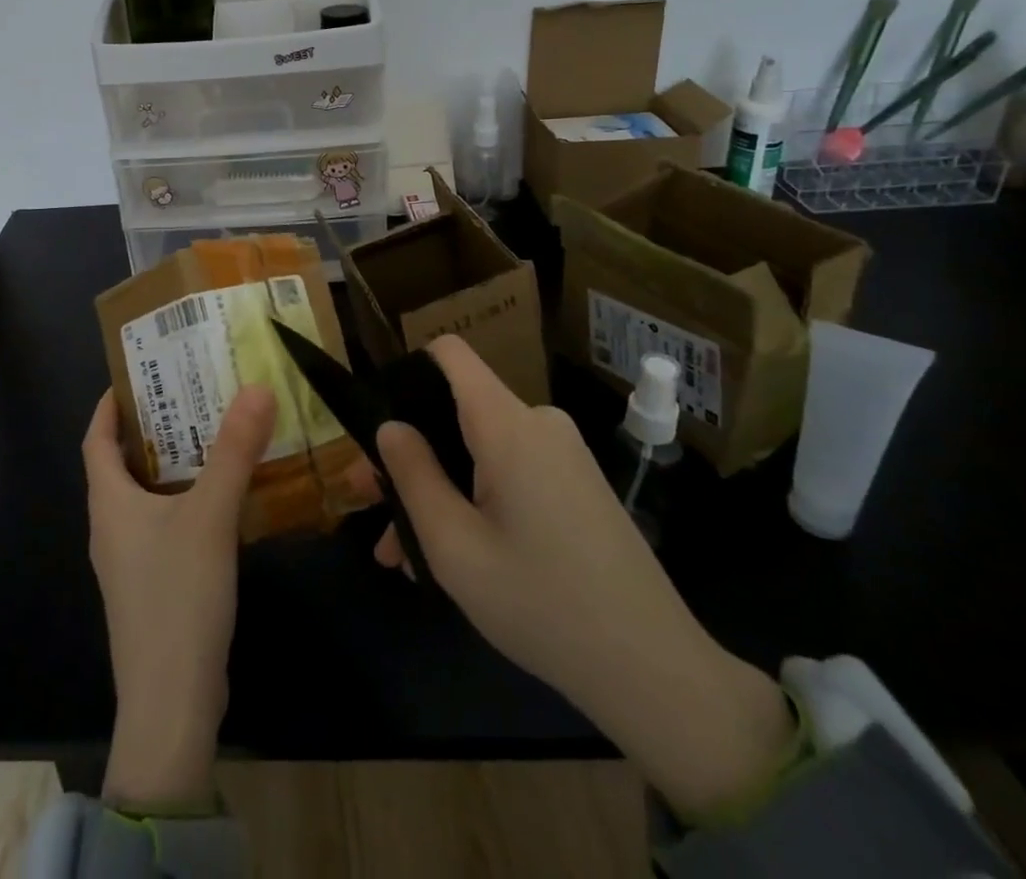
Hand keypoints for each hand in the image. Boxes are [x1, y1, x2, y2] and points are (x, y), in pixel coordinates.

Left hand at [82, 383, 275, 811]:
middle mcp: (111, 528)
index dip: (109, 406)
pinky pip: (162, 526)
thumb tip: (257, 388)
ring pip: (145, 497)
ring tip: (210, 436)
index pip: (96, 440)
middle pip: (121, 465)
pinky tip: (220, 500)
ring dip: (171, 465)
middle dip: (150, 429)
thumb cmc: (178, 596)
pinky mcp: (152, 587)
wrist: (172, 704)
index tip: (136, 375)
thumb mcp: (210, 515)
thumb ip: (234, 451)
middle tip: (189, 395)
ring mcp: (129, 562)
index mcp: (109, 504)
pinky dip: (184, 500)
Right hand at [363, 337, 796, 820]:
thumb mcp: (455, 548)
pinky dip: (474, 500)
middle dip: (409, 455)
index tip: (376, 425)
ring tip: (400, 554)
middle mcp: (537, 423)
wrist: (656, 672)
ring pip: (478, 451)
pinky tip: (450, 557)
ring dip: (437, 490)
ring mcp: (562, 454)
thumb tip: (389, 426)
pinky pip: (509, 472)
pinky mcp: (576, 483)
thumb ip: (413, 476)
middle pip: (455, 411)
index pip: (449, 353)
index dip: (405, 373)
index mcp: (507, 425)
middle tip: (369, 507)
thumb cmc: (543, 605)